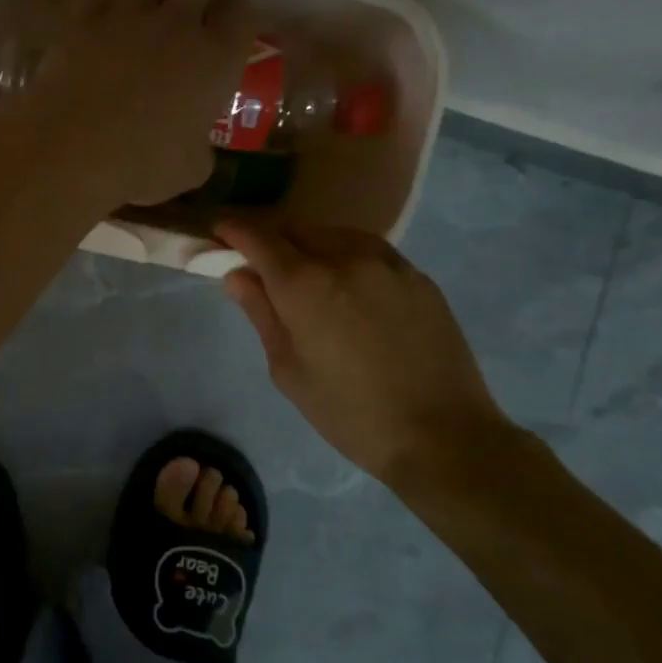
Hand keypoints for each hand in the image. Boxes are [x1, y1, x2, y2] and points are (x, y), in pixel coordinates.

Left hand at [23, 0, 254, 207]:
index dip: (237, 19)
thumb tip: (195, 146)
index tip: (230, 33)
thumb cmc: (142, 165)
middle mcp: (177, 24)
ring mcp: (128, 15)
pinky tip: (99, 26)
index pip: (241, 13)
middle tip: (189, 25)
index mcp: (216, 57)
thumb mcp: (191, 170)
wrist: (72, 150)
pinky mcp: (83, 19)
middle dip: (196, 1)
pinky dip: (103, 7)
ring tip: (145, 18)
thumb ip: (201, 147)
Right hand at [217, 219, 531, 492]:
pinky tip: (348, 285)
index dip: (234, 230)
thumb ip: (261, 313)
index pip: (258, 238)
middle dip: (271, 237)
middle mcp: (344, 257)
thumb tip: (238, 275)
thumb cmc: (350, 413)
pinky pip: (369, 250)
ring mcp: (386, 262)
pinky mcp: (417, 275)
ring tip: (305, 271)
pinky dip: (346, 256)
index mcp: (304, 283)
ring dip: (310, 243)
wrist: (441, 434)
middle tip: (259, 259)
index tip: (220, 232)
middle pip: (296, 229)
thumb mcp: (288, 370)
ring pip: (334, 234)